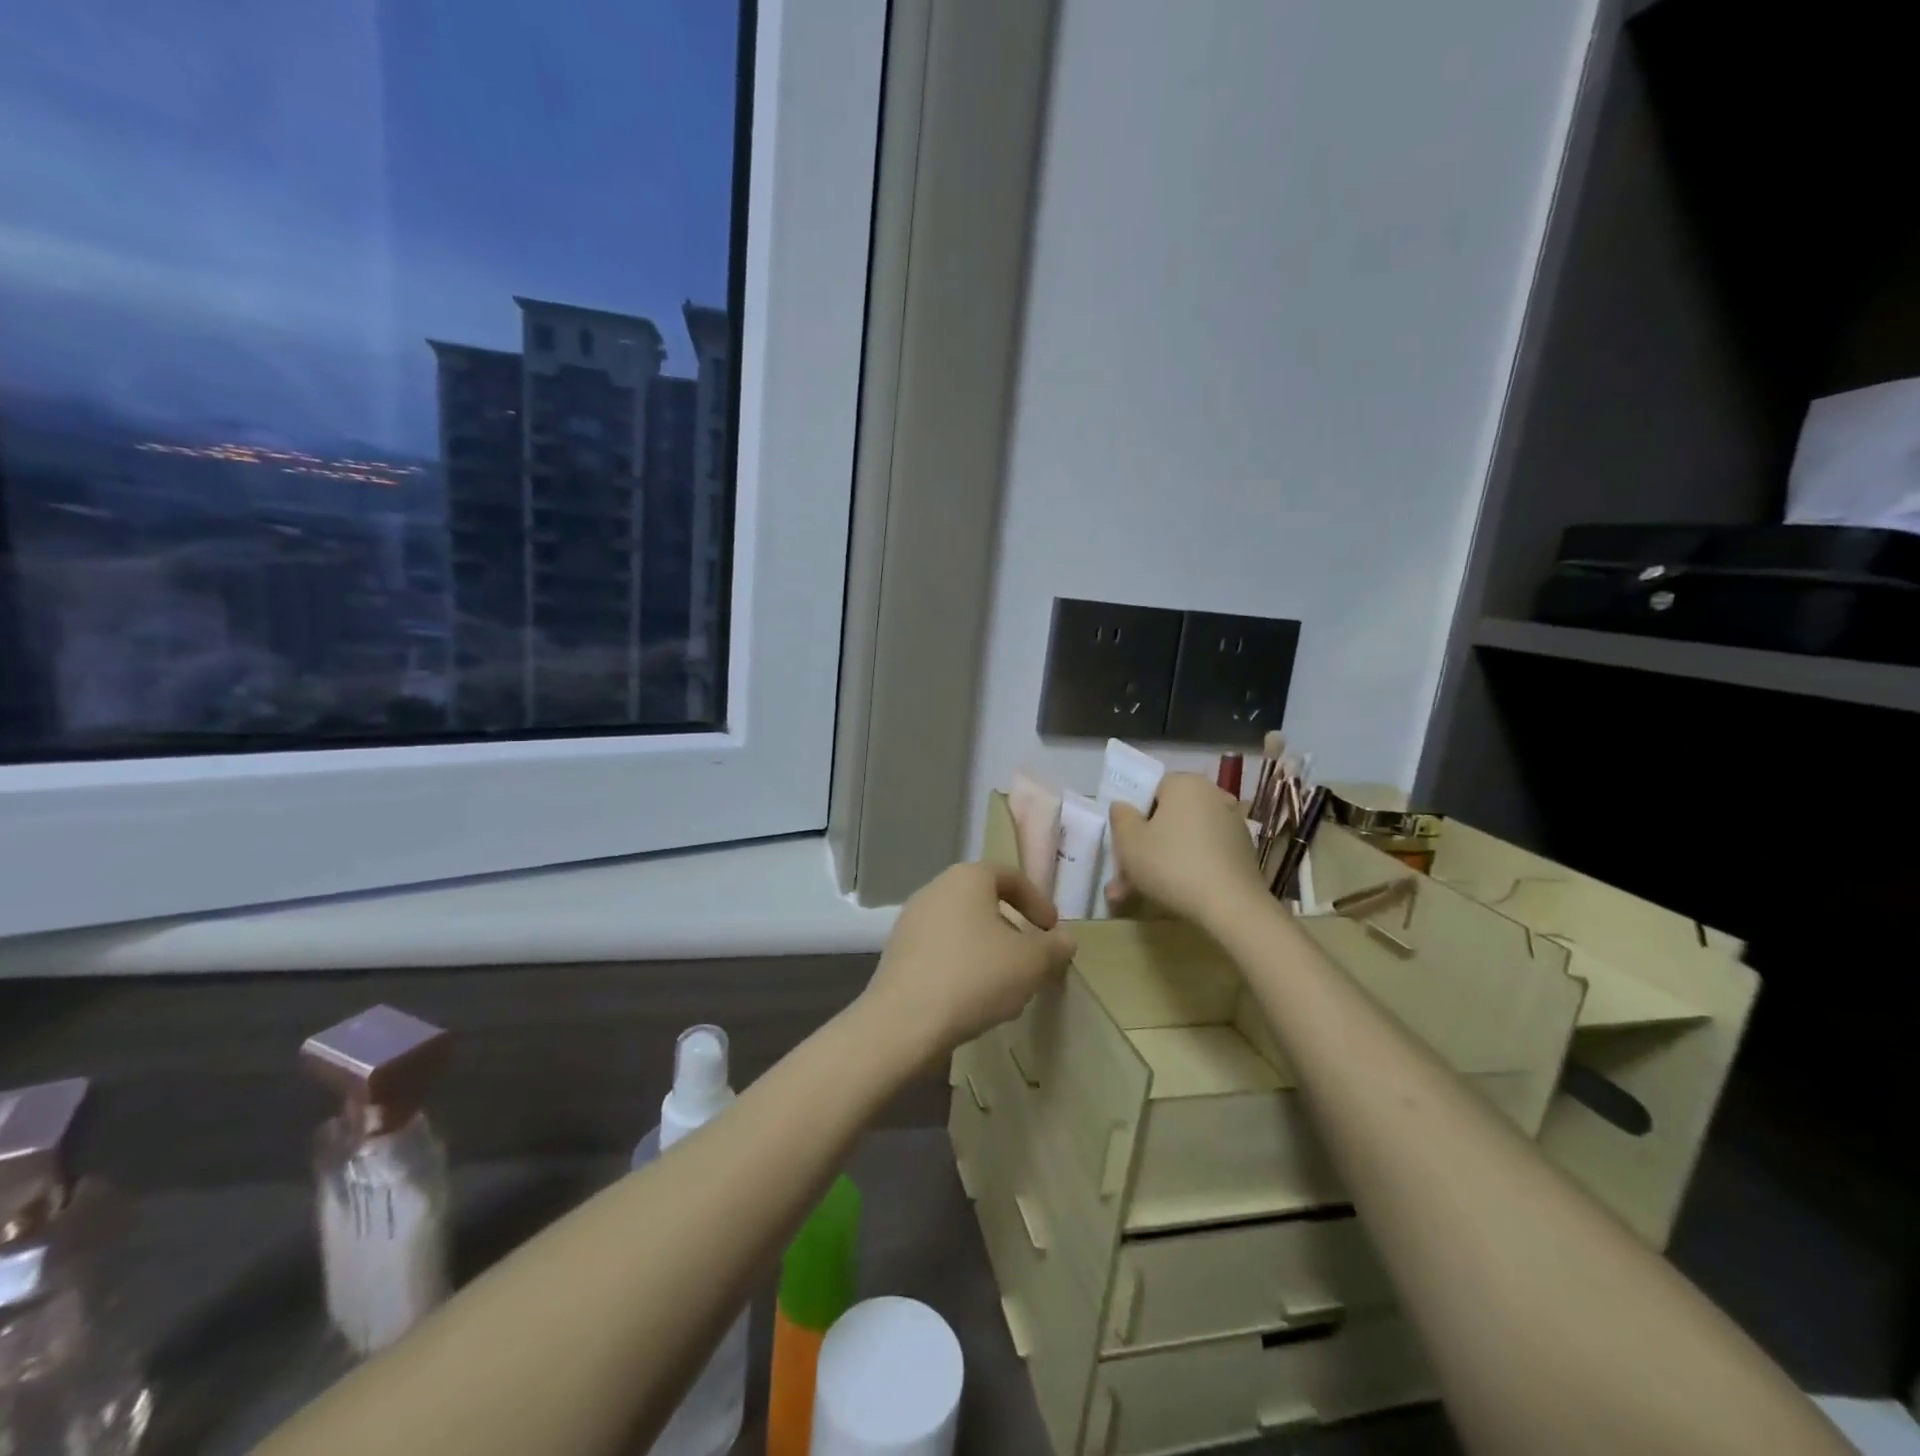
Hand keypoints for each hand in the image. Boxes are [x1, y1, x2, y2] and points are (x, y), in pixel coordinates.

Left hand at [862, 864, 1076, 1058]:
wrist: (904, 1021)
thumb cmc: (975, 977)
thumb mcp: (1031, 963)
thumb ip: (1054, 947)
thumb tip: (1064, 939)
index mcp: (967, 878)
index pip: (1010, 876)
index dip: (1038, 902)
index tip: (1052, 932)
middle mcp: (935, 890)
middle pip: (985, 903)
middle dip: (1013, 931)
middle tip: (1032, 960)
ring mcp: (911, 921)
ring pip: (963, 929)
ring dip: (989, 952)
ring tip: (1007, 987)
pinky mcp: (898, 953)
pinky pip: (942, 951)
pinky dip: (963, 966)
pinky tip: (974, 1000)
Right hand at [1106, 772, 1266, 925]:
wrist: (1232, 906)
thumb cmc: (1171, 864)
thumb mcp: (1129, 841)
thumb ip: (1120, 817)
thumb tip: (1123, 806)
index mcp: (1185, 783)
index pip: (1151, 790)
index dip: (1133, 816)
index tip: (1123, 843)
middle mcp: (1213, 795)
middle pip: (1168, 818)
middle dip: (1145, 847)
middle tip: (1124, 878)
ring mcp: (1232, 824)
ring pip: (1184, 840)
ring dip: (1161, 863)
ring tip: (1138, 896)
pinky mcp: (1243, 851)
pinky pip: (1204, 854)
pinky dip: (1187, 870)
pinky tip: (1170, 897)